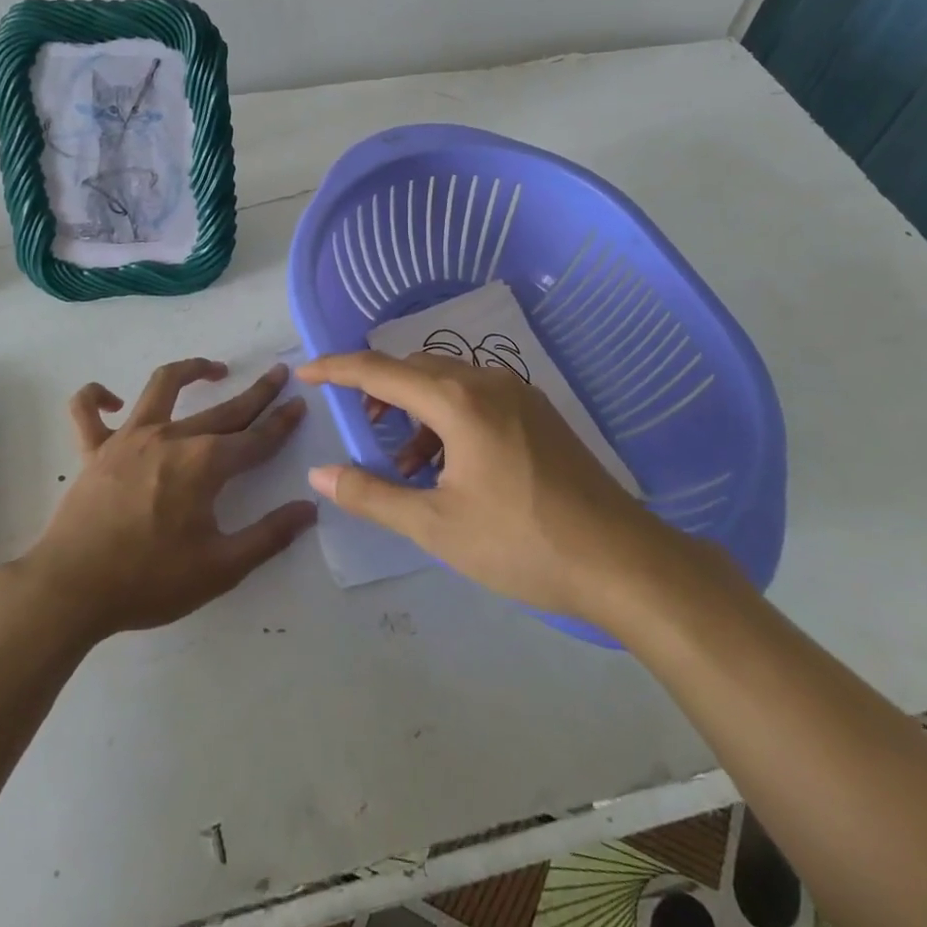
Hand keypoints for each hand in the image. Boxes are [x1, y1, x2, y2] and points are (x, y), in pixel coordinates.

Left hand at [20, 359, 316, 640]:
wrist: (71, 591)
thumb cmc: (148, 581)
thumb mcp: (221, 569)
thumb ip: (268, 537)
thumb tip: (309, 509)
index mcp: (204, 464)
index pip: (255, 439)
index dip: (282, 423)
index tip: (300, 404)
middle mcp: (171, 438)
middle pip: (223, 409)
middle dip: (257, 392)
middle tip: (278, 373)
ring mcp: (128, 438)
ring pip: (162, 386)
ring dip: (190, 370)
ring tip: (212, 369)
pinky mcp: (94, 449)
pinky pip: (86, 412)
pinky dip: (95, 398)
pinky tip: (111, 400)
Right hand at [299, 351, 724, 626]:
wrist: (621, 559)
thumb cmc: (520, 542)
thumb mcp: (435, 526)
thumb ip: (372, 495)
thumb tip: (320, 475)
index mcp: (457, 400)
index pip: (379, 370)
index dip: (336, 368)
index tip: (305, 372)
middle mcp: (486, 380)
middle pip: (415, 367)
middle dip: (380, 388)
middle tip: (363, 425)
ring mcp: (518, 393)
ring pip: (448, 380)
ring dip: (416, 406)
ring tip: (408, 460)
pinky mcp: (538, 412)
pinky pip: (477, 395)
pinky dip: (448, 416)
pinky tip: (452, 464)